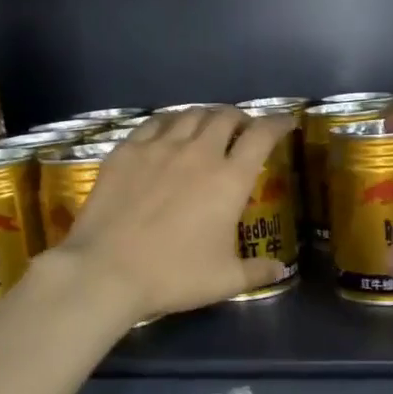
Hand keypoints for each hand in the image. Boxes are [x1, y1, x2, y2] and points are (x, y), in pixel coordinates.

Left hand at [52, 105, 295, 326]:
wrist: (106, 270)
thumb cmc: (173, 275)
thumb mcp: (224, 280)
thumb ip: (257, 271)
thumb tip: (280, 270)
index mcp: (229, 180)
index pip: (261, 136)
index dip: (277, 123)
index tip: (285, 122)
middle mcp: (198, 153)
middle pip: (225, 116)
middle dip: (241, 118)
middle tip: (243, 129)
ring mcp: (159, 148)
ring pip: (190, 114)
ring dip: (207, 116)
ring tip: (208, 126)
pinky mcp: (126, 151)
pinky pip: (154, 123)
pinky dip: (171, 121)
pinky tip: (169, 130)